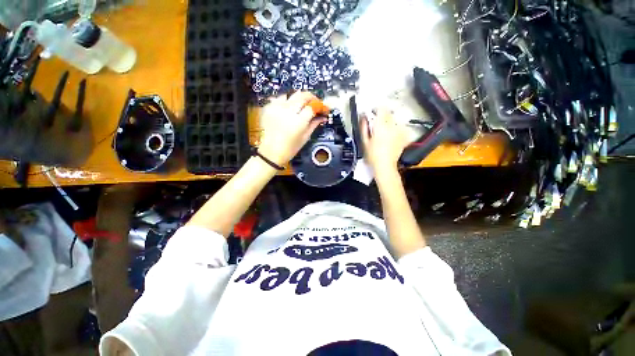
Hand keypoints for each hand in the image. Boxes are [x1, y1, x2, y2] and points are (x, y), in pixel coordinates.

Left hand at [258, 92, 326, 165]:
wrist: (271, 152)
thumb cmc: (289, 148)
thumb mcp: (305, 137)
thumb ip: (314, 124)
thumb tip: (323, 116)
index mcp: (298, 122)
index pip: (312, 106)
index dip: (320, 105)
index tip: (324, 108)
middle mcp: (287, 112)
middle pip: (303, 95)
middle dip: (312, 98)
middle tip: (315, 104)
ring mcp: (277, 108)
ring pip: (292, 94)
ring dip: (300, 98)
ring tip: (303, 106)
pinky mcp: (269, 108)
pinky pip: (281, 98)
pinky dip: (288, 100)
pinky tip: (291, 107)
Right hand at [360, 108, 408, 173]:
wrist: (385, 165)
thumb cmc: (373, 155)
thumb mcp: (365, 141)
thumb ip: (364, 127)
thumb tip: (363, 117)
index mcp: (381, 126)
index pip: (381, 109)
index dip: (377, 109)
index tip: (373, 112)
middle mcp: (392, 126)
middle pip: (389, 113)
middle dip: (382, 116)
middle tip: (376, 125)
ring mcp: (400, 131)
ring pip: (395, 120)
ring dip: (389, 122)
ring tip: (384, 132)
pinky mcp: (404, 136)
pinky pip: (400, 127)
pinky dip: (396, 128)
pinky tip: (391, 136)